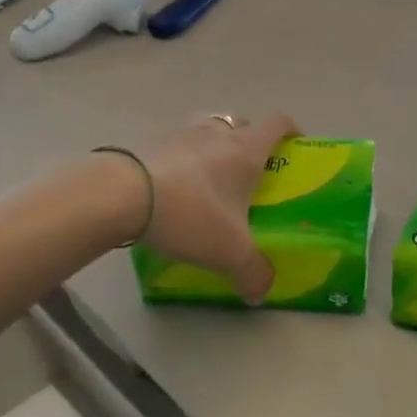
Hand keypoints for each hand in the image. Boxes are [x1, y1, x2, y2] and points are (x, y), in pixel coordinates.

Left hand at [135, 113, 297, 303]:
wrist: (121, 195)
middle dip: (251, 141)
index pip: (279, 123)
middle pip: (242, 123)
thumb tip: (261, 293)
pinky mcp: (150, 144)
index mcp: (247, 149)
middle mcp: (218, 133)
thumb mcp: (230, 252)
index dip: (291, 131)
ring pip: (208, 129)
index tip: (295, 147)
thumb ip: (253, 273)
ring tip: (211, 177)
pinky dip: (183, 160)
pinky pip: (177, 145)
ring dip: (214, 146)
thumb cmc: (191, 213)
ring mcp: (182, 134)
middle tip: (251, 171)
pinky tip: (175, 189)